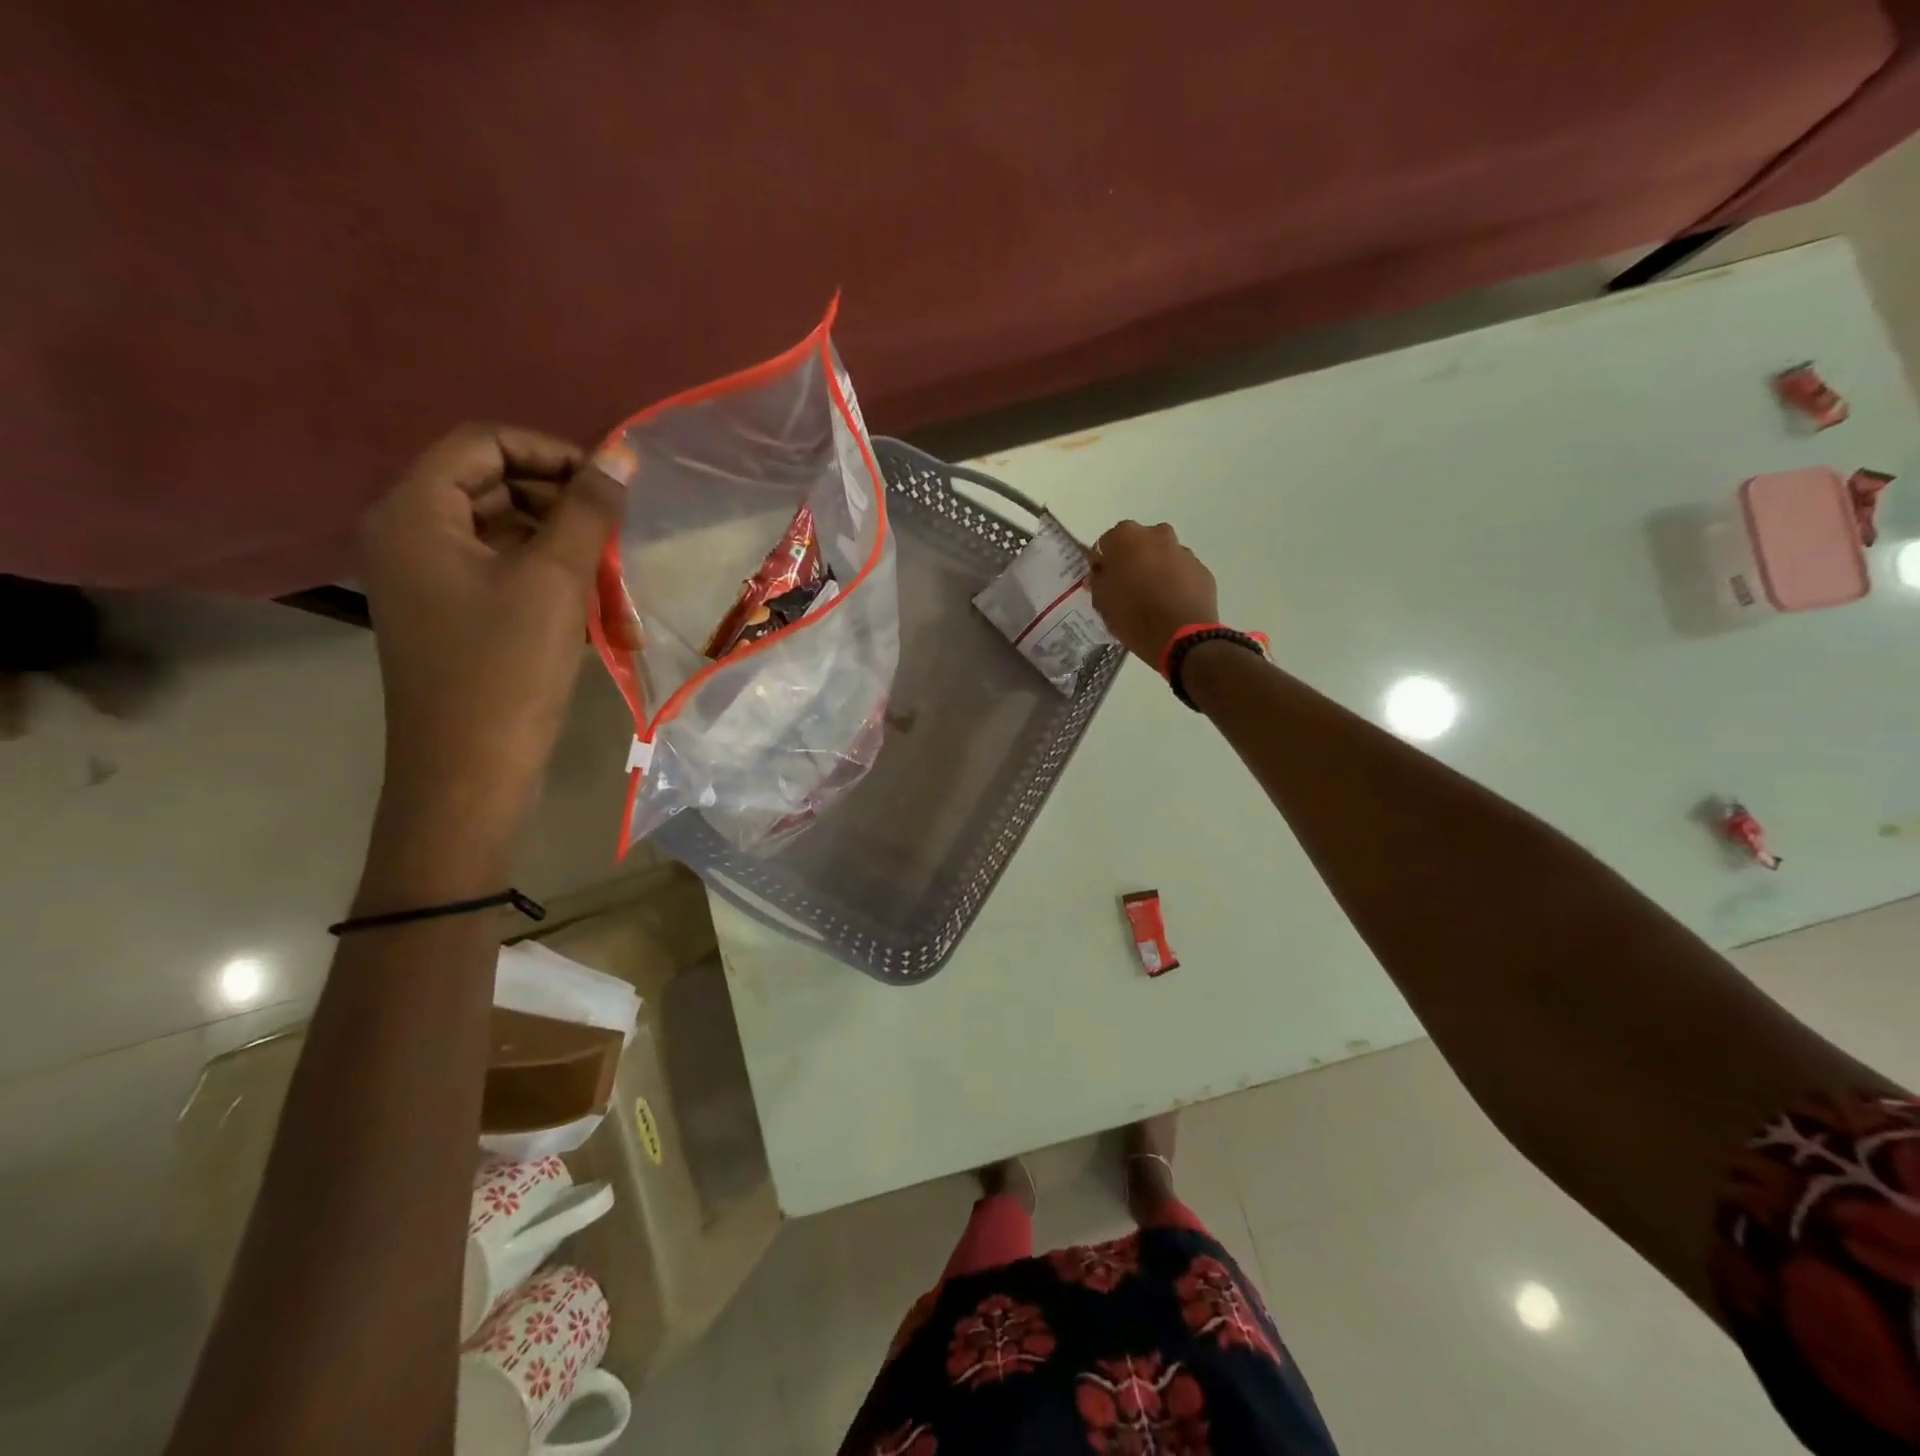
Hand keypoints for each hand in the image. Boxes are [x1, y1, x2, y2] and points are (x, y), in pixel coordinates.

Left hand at [358, 424, 622, 836]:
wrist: (470, 770)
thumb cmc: (507, 668)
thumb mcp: (556, 580)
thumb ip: (589, 510)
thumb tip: (621, 453)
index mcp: (416, 513)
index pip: (484, 444)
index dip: (552, 452)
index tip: (610, 484)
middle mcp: (411, 536)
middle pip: (495, 486)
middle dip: (564, 505)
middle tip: (618, 534)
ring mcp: (430, 580)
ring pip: (507, 535)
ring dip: (567, 549)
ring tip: (616, 582)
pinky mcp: (454, 615)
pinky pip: (505, 575)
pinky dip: (552, 582)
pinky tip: (598, 613)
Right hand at [1087, 520, 1218, 666]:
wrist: (1180, 637)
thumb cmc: (1132, 615)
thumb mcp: (1101, 601)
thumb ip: (1098, 580)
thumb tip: (1102, 573)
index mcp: (1126, 536)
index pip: (1105, 545)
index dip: (1102, 565)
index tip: (1103, 584)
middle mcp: (1156, 534)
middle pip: (1136, 545)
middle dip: (1131, 562)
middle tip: (1127, 590)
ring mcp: (1183, 551)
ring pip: (1161, 557)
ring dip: (1154, 571)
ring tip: (1152, 600)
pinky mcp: (1201, 569)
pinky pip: (1180, 572)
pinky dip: (1174, 583)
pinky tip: (1170, 605)